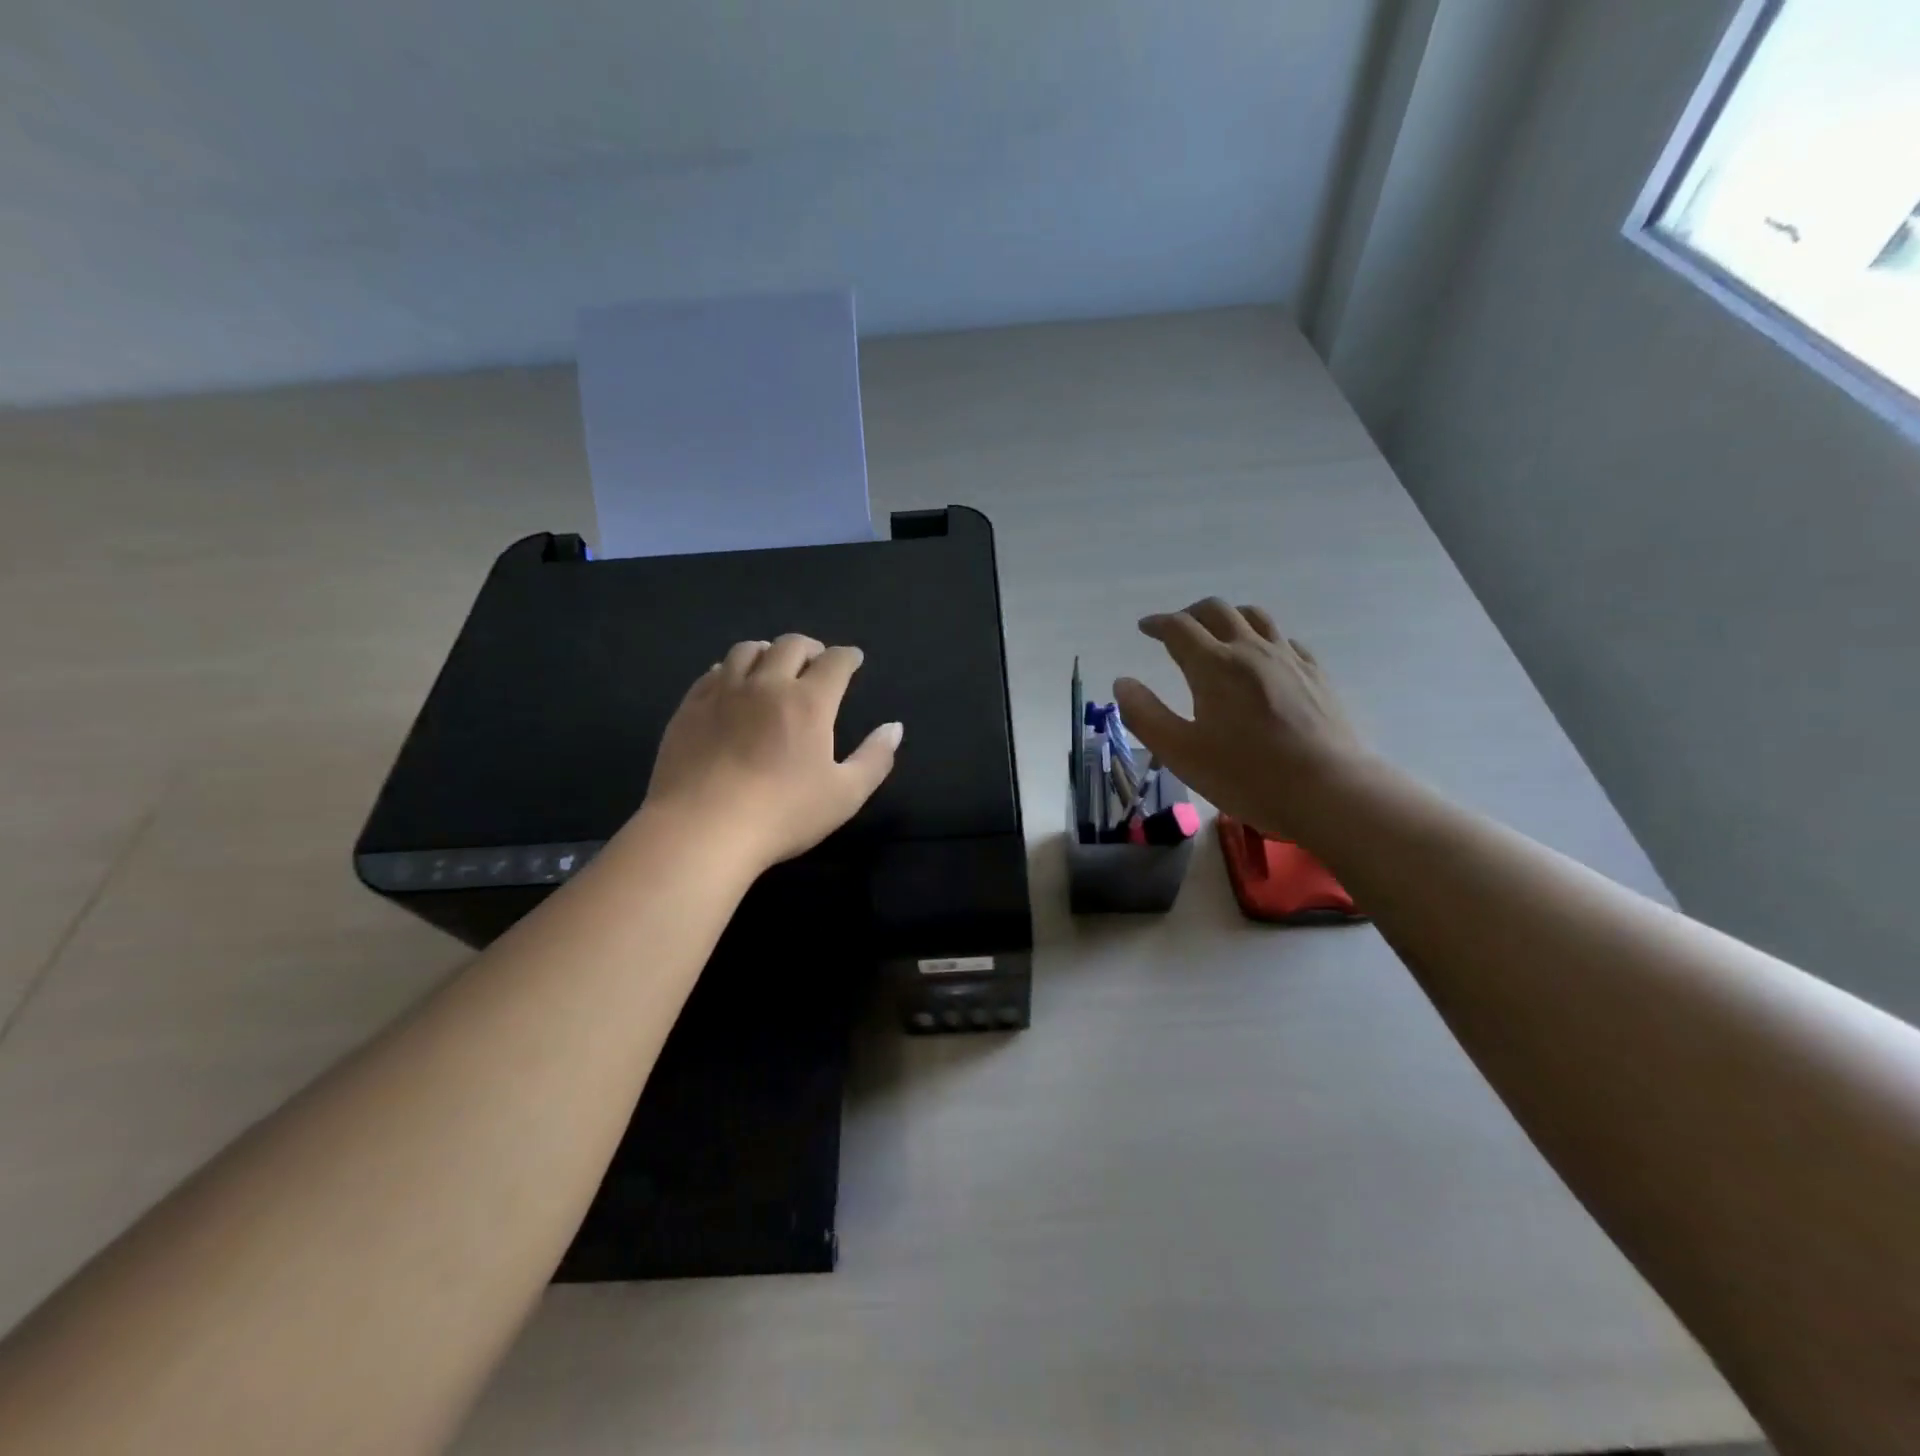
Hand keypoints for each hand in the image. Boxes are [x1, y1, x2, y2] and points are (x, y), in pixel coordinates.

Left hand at [645, 634, 902, 871]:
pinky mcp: (690, 707)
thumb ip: (875, 758)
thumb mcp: (845, 795)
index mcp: (809, 702)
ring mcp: (723, 692)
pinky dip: (730, 669)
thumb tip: (894, 728)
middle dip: (810, 647)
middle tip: (816, 660)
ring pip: (747, 650)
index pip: (835, 662)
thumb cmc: (782, 814)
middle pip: (790, 645)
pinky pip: (712, 672)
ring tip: (773, 665)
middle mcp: (767, 684)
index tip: (853, 659)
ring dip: (768, 651)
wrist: (701, 829)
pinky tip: (731, 684)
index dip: (848, 656)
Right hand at [1114, 598, 1364, 836]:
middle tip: (1176, 630)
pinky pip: (1284, 640)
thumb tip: (1123, 683)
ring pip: (1255, 617)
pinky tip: (1263, 660)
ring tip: (1218, 634)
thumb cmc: (1247, 775)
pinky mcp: (1316, 674)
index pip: (1179, 627)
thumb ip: (1145, 715)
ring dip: (1229, 617)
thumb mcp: (1181, 753)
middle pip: (1217, 611)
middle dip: (1190, 614)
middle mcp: (1250, 650)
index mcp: (1214, 665)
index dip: (1157, 623)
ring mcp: (1289, 658)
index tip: (1145, 628)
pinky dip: (1263, 639)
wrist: (1329, 791)